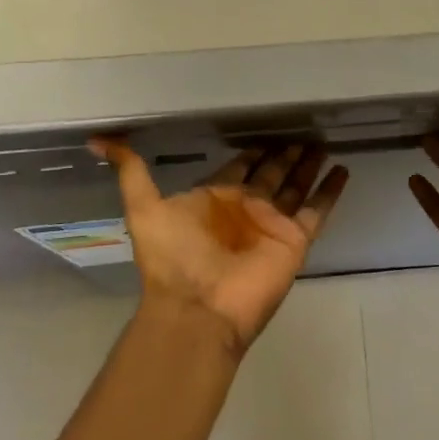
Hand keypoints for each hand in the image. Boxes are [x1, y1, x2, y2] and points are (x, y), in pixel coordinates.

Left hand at [90, 138, 348, 353]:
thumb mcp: (144, 207)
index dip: (251, 150)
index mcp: (216, 197)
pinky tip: (342, 170)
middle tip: (301, 129)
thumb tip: (96, 141)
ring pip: (296, 185)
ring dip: (308, 165)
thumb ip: (129, 171)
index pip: (239, 166)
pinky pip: (317, 209)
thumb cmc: (172, 258)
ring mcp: (272, 223)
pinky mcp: (295, 239)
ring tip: (322, 142)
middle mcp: (247, 207)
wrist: (197, 310)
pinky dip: (331, 191)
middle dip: (284, 153)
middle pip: (271, 172)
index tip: (265, 129)